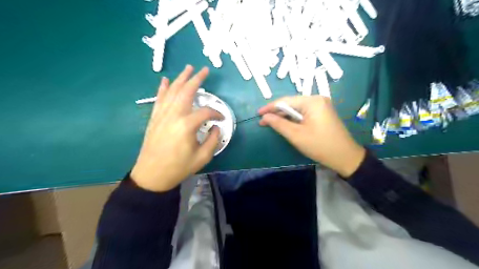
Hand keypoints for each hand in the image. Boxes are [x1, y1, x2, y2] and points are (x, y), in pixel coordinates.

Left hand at [131, 65, 221, 191]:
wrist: (152, 175)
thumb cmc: (178, 167)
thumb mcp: (202, 157)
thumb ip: (214, 140)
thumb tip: (217, 128)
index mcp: (187, 125)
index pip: (206, 112)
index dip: (216, 114)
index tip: (221, 119)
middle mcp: (174, 115)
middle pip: (186, 91)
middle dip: (196, 79)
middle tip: (204, 70)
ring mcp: (162, 115)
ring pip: (172, 91)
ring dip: (181, 79)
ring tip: (188, 68)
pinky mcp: (154, 118)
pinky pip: (159, 99)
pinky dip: (163, 88)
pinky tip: (165, 80)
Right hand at [260, 96, 364, 177]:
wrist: (345, 156)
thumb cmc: (320, 145)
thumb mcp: (296, 135)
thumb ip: (278, 124)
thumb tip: (264, 117)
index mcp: (312, 101)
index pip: (285, 101)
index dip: (270, 107)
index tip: (258, 114)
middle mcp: (317, 99)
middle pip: (291, 103)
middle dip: (277, 112)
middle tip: (263, 121)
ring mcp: (321, 106)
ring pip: (297, 108)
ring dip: (285, 116)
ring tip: (271, 123)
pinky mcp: (323, 113)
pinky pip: (304, 113)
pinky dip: (294, 119)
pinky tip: (286, 124)